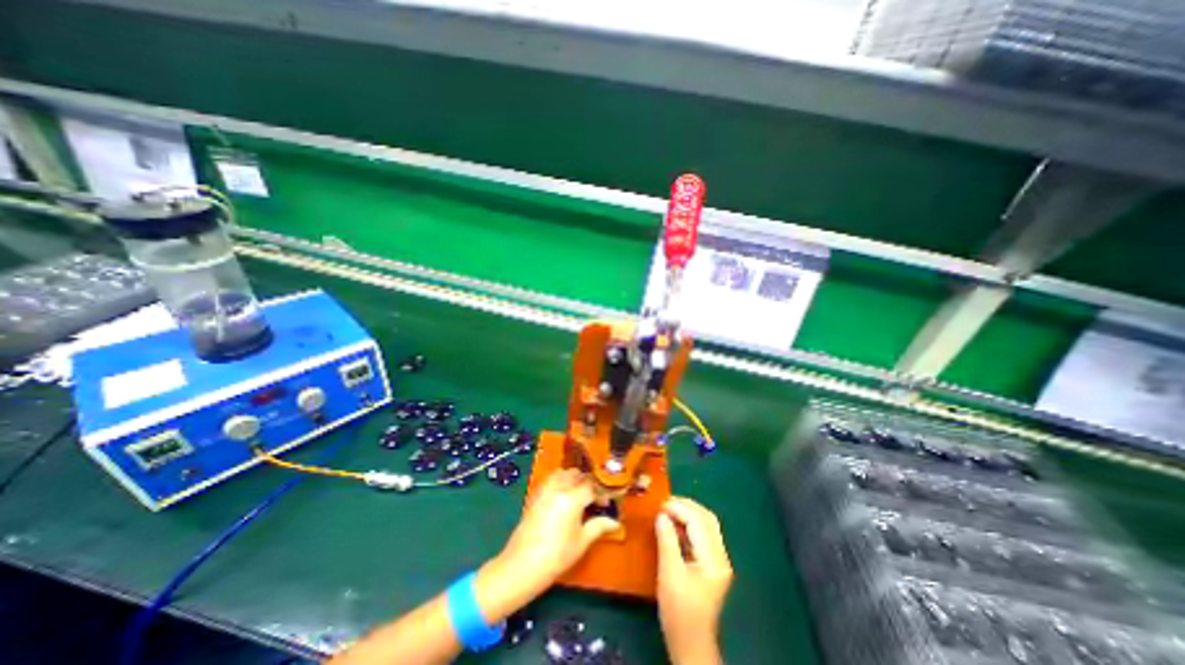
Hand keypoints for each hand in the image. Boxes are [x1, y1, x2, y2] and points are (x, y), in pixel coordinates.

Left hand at [495, 471, 620, 599]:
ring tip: (580, 494)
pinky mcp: (536, 495)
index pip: (592, 485)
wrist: (521, 566)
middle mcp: (559, 488)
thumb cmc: (556, 556)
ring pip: (563, 473)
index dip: (602, 492)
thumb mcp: (582, 542)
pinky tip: (563, 496)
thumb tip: (615, 522)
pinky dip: (560, 481)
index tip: (607, 503)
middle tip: (595, 498)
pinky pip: (551, 479)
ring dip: (574, 479)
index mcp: (572, 498)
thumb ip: (598, 526)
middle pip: (577, 475)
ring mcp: (545, 490)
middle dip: (588, 482)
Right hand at [656, 495, 731, 662]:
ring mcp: (718, 560)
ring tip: (667, 509)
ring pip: (706, 524)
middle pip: (707, 519)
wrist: (691, 643)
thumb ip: (667, 541)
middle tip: (664, 502)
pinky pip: (702, 535)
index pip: (699, 522)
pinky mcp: (712, 563)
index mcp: (713, 560)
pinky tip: (674, 524)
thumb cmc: (678, 612)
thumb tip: (661, 515)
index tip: (660, 504)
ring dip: (687, 513)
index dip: (679, 508)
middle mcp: (721, 556)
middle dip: (686, 506)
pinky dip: (688, 524)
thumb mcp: (669, 575)